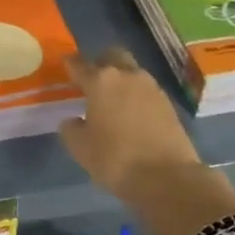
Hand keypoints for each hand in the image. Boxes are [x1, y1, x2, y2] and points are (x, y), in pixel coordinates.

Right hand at [59, 49, 234, 234]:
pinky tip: (131, 114)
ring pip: (132, 72)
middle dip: (101, 63)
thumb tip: (73, 121)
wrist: (167, 178)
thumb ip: (71, 129)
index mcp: (101, 81)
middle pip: (112, 57)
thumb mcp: (81, 148)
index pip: (79, 64)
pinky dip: (136, 96)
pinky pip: (146, 90)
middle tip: (92, 81)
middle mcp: (127, 75)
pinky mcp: (169, 103)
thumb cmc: (115, 159)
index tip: (65, 66)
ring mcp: (152, 87)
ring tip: (113, 100)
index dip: (70, 65)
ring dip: (121, 80)